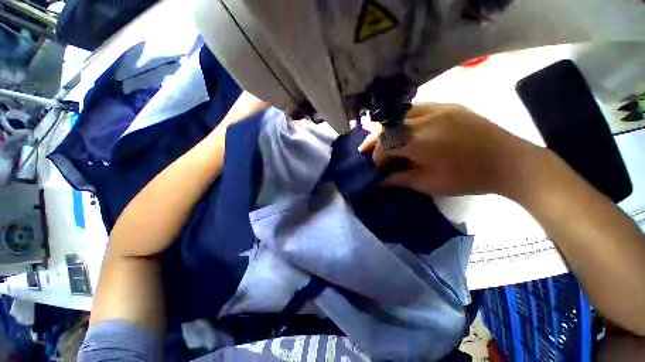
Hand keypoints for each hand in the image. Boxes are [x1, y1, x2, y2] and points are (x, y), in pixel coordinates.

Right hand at [359, 103, 541, 197]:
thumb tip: (379, 180)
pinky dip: (401, 119)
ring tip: (380, 139)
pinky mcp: (447, 105)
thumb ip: (399, 179)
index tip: (377, 168)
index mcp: (420, 141)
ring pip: (398, 114)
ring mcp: (438, 108)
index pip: (385, 145)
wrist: (509, 161)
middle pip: (387, 125)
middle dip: (373, 139)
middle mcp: (425, 119)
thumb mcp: (428, 184)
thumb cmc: (468, 178)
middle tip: (365, 149)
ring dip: (385, 128)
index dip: (376, 157)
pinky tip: (401, 129)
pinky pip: (414, 108)